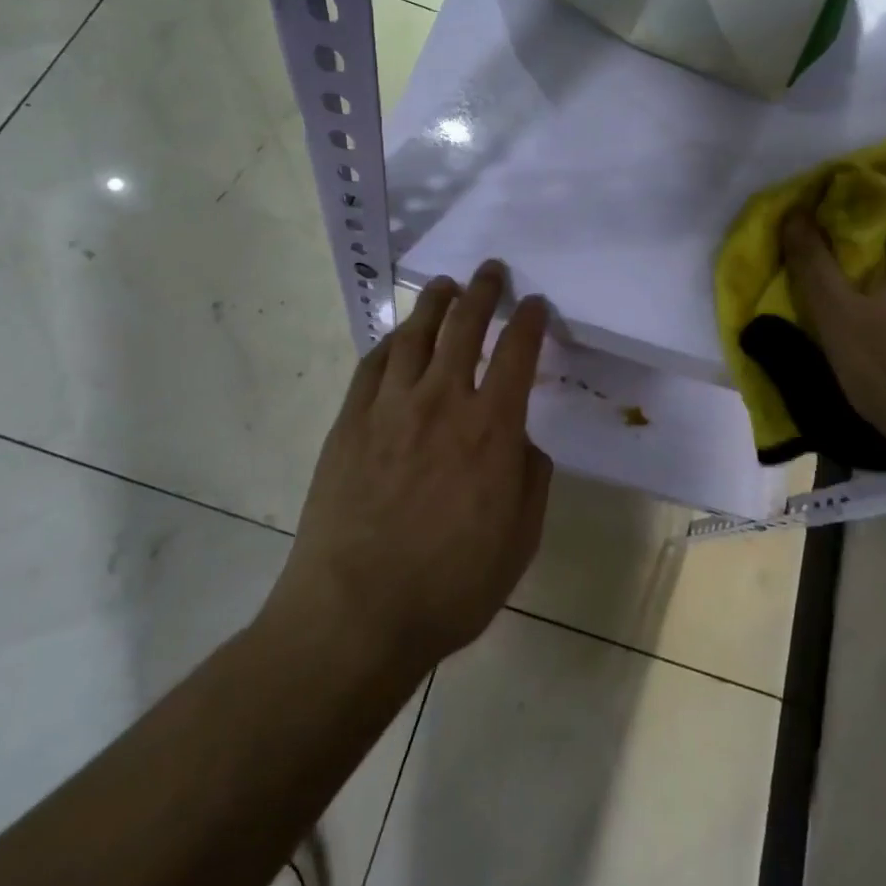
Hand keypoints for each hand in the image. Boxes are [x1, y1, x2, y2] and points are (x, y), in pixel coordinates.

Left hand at [279, 261, 553, 677]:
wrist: (355, 614)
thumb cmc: (450, 586)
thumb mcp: (520, 541)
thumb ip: (532, 479)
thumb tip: (523, 441)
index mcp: (491, 429)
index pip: (518, 353)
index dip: (530, 321)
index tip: (535, 303)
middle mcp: (442, 402)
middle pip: (465, 326)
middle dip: (482, 291)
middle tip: (490, 271)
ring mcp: (390, 407)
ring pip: (416, 334)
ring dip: (435, 303)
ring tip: (445, 286)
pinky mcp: (350, 421)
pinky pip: (373, 364)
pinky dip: (391, 341)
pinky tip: (398, 337)